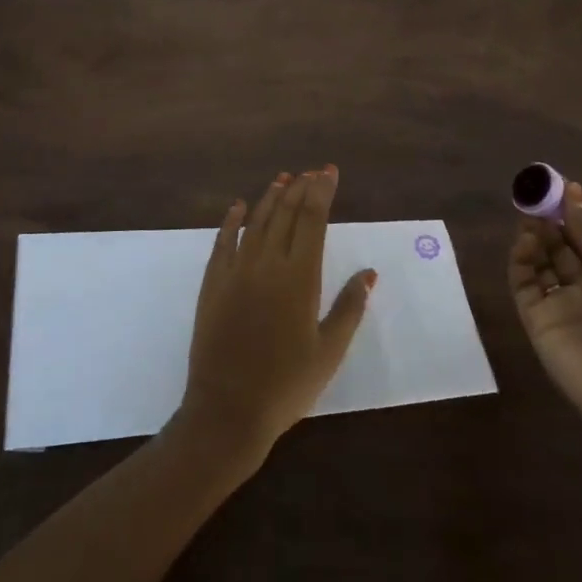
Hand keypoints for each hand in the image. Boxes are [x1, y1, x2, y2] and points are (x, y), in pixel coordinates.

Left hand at [172, 167, 376, 475]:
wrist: (227, 410)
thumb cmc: (286, 386)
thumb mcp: (329, 352)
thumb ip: (349, 308)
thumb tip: (368, 273)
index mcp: (299, 278)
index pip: (313, 221)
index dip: (322, 192)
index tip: (329, 172)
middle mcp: (267, 264)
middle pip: (285, 214)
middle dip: (300, 188)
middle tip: (312, 171)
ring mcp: (236, 271)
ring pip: (255, 222)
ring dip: (270, 197)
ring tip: (283, 179)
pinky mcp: (212, 283)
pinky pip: (222, 242)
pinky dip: (231, 220)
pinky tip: (238, 206)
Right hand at [510, 179, 581, 449]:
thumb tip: (573, 194)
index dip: (572, 212)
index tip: (558, 186)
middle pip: (560, 245)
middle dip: (549, 220)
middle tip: (535, 197)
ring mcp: (559, 304)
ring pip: (539, 260)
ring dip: (534, 237)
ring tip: (530, 219)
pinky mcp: (536, 319)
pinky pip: (524, 284)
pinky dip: (520, 261)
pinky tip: (525, 244)